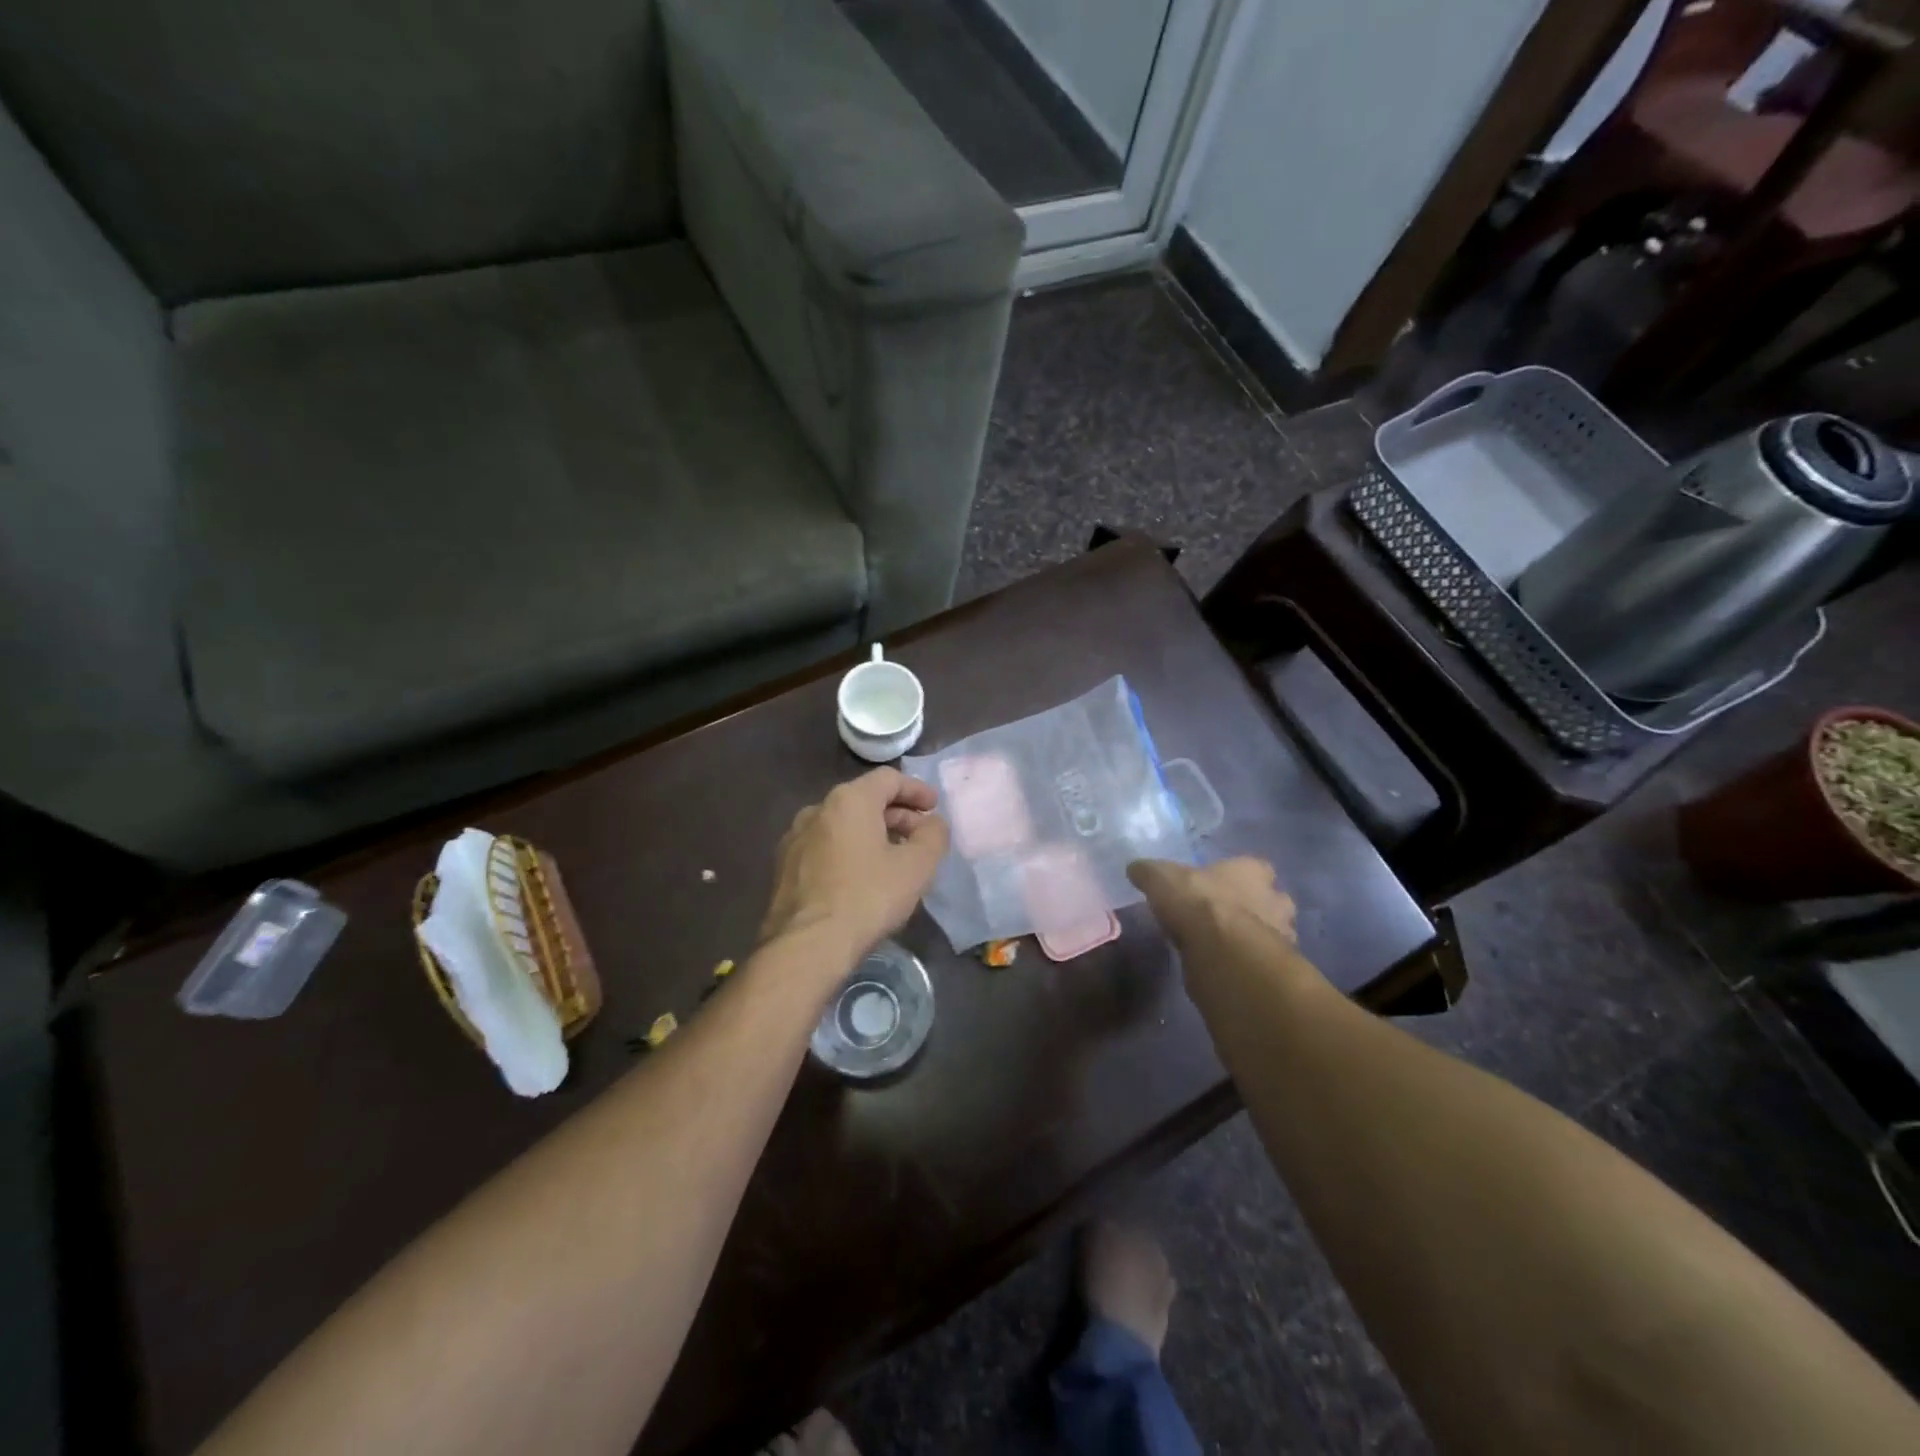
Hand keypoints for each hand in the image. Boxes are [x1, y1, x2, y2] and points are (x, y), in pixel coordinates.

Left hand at [760, 768, 950, 964]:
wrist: (806, 946)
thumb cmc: (867, 897)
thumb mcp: (917, 867)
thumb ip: (933, 836)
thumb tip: (933, 823)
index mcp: (849, 800)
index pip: (888, 779)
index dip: (916, 790)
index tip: (934, 807)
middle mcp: (817, 810)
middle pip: (864, 800)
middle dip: (896, 814)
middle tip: (919, 836)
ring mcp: (794, 838)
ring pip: (842, 825)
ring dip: (871, 834)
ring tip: (892, 858)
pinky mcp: (784, 868)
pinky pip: (824, 847)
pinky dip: (848, 851)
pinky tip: (860, 878)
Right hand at [1127, 856, 1296, 953]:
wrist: (1224, 954)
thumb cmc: (1197, 903)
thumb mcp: (1161, 879)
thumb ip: (1149, 873)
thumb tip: (1135, 869)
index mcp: (1254, 870)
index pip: (1252, 867)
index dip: (1233, 877)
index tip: (1214, 887)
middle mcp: (1276, 899)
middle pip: (1266, 901)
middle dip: (1249, 908)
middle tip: (1219, 918)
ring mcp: (1283, 935)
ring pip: (1268, 932)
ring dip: (1250, 938)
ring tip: (1219, 946)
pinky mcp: (1277, 969)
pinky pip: (1260, 962)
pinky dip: (1245, 963)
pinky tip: (1223, 967)